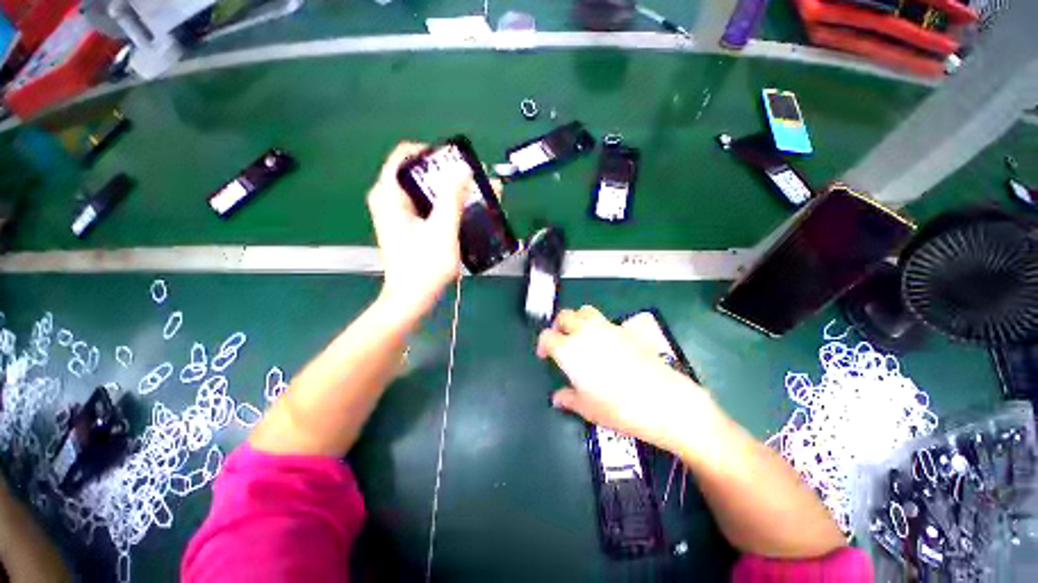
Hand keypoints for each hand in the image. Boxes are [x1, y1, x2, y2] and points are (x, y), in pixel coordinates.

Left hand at [367, 142, 497, 319]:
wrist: (412, 297)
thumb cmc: (425, 265)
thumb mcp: (442, 229)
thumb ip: (452, 197)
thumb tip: (463, 168)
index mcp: (388, 194)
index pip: (405, 154)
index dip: (432, 153)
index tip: (456, 162)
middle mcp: (388, 198)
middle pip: (417, 172)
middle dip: (447, 174)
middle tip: (473, 181)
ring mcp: (396, 213)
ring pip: (423, 189)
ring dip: (449, 190)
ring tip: (475, 196)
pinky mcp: (406, 226)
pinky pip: (425, 204)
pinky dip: (443, 204)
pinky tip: (464, 212)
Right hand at [537, 306, 715, 453]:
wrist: (663, 400)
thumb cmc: (619, 408)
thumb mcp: (588, 408)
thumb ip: (568, 399)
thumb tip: (557, 398)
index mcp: (570, 350)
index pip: (547, 336)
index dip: (542, 344)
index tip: (545, 356)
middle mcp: (585, 333)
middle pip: (564, 316)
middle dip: (558, 326)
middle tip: (561, 341)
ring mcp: (607, 328)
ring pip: (585, 311)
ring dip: (577, 319)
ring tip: (581, 336)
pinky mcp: (625, 330)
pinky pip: (605, 320)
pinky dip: (598, 326)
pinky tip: (606, 344)